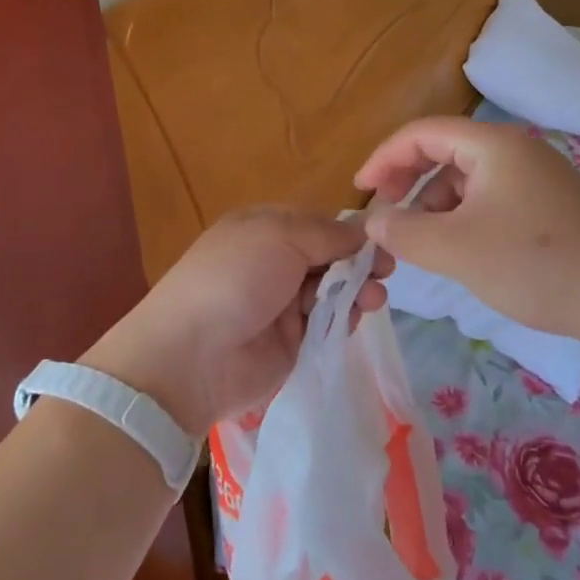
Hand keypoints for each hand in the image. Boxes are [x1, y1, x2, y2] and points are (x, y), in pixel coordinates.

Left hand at [84, 207, 390, 432]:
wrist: (193, 356)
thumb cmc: (235, 278)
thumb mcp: (280, 236)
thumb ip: (328, 234)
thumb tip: (364, 233)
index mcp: (265, 228)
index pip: (318, 223)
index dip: (349, 231)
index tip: (381, 241)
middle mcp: (275, 262)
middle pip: (330, 257)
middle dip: (359, 262)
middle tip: (386, 273)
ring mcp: (283, 304)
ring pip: (334, 290)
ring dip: (357, 290)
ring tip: (374, 299)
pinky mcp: (293, 342)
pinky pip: (328, 324)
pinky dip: (345, 319)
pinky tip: (356, 317)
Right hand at [355, 117, 579, 338]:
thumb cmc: (537, 263)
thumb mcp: (457, 249)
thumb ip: (405, 232)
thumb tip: (374, 223)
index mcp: (491, 145)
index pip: (421, 133)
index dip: (383, 158)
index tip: (359, 191)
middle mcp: (514, 150)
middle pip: (444, 151)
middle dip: (407, 181)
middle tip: (386, 218)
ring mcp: (536, 177)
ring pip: (467, 179)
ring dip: (435, 204)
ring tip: (422, 244)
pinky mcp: (549, 205)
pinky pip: (490, 199)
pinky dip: (463, 218)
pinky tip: (461, 252)